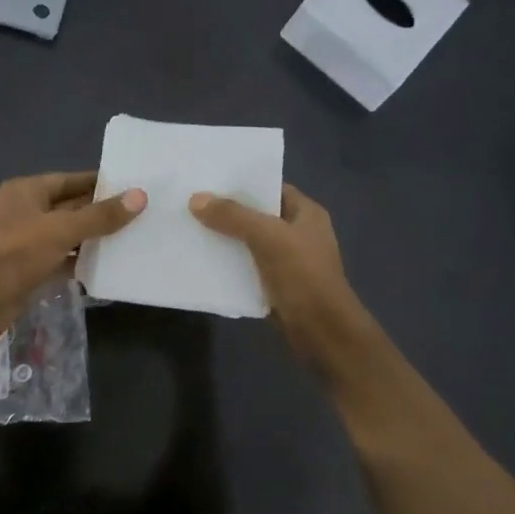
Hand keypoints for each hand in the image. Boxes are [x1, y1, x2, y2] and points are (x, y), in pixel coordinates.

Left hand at [0, 171, 145, 345]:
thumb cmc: (15, 253)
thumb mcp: (61, 229)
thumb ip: (100, 216)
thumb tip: (140, 196)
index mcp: (25, 191)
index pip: (69, 180)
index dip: (98, 182)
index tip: (131, 185)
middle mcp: (24, 212)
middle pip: (69, 207)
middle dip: (100, 212)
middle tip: (140, 213)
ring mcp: (25, 243)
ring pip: (66, 236)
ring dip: (93, 238)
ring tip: (132, 237)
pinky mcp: (29, 270)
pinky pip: (61, 260)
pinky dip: (81, 262)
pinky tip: (109, 265)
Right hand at [189, 184, 371, 370]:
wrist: (322, 332)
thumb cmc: (302, 276)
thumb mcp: (267, 237)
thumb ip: (233, 216)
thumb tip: (196, 199)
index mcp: (307, 213)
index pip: (272, 188)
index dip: (243, 184)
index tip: (210, 181)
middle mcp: (300, 233)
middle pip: (259, 216)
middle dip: (229, 212)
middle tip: (193, 205)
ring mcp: (290, 262)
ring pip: (251, 244)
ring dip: (227, 240)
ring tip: (192, 230)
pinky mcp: (278, 287)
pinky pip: (249, 269)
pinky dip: (230, 266)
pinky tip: (205, 263)